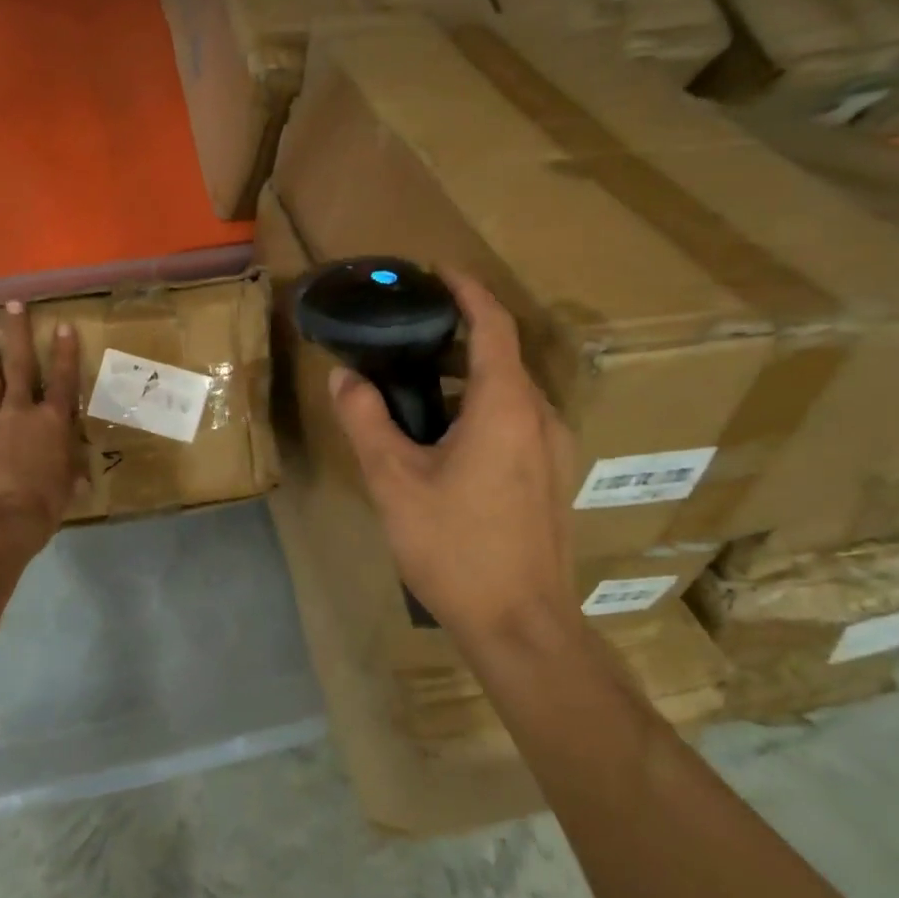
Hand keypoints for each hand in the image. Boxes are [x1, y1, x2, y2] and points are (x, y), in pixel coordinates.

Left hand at [0, 300, 83, 540]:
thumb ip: (69, 476)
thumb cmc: (42, 506)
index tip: (62, 324)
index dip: (65, 352)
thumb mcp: (65, 490)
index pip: (61, 380)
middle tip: (11, 305)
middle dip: (16, 333)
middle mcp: (20, 414)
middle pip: (18, 365)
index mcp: (52, 423)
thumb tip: (77, 478)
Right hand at [328, 271, 579, 641]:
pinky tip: (447, 435)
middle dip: (461, 332)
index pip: (493, 325)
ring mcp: (554, 449)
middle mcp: (540, 416)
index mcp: (505, 406)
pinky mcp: (553, 477)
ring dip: (471, 372)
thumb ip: (366, 420)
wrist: (522, 627)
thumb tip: (344, 377)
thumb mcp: (394, 480)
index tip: (438, 271)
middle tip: (412, 328)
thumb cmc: (456, 547)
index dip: (468, 291)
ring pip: (512, 389)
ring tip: (421, 379)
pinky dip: (484, 404)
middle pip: (504, 354)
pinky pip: (518, 419)